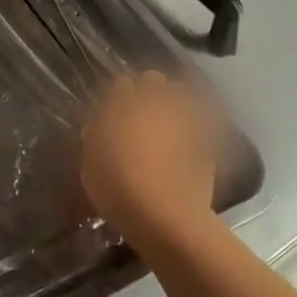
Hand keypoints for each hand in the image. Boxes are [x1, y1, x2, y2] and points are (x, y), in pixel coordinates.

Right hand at [80, 71, 218, 250]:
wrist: (165, 216)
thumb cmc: (117, 188)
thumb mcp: (90, 167)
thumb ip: (94, 141)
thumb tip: (97, 129)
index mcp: (122, 106)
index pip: (121, 84)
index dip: (118, 96)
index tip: (114, 111)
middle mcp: (154, 104)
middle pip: (154, 80)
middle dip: (148, 90)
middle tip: (141, 113)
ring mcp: (183, 119)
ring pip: (181, 95)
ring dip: (173, 103)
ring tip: (167, 123)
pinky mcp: (206, 140)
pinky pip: (199, 123)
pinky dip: (193, 128)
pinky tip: (187, 144)